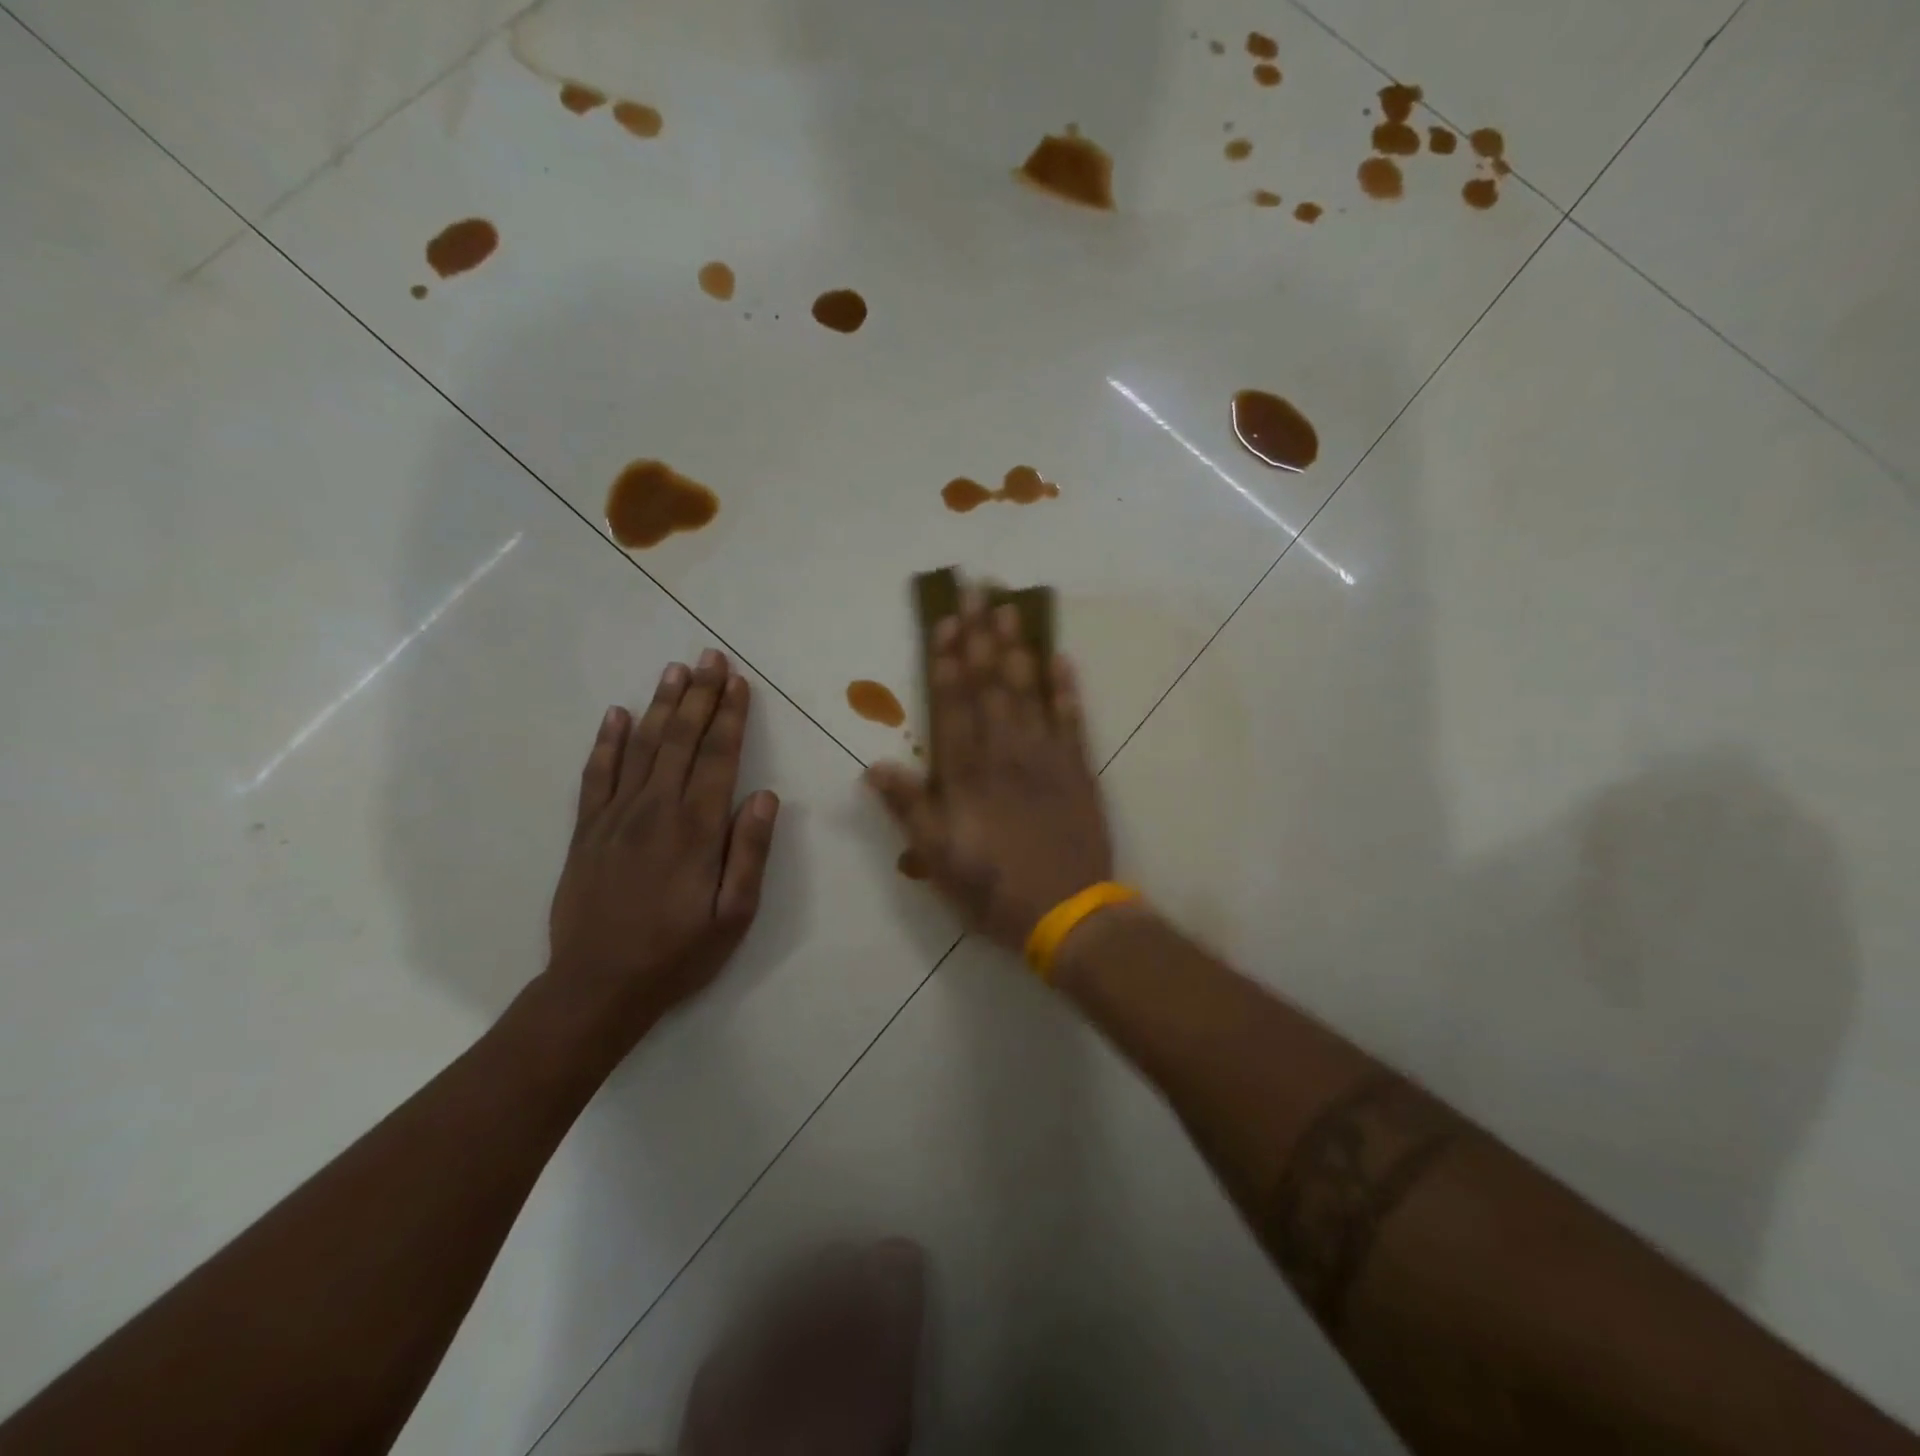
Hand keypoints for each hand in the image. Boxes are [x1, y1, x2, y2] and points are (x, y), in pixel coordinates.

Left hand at [546, 650, 779, 1050]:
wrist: (597, 986)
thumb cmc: (678, 953)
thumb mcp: (733, 915)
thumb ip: (749, 852)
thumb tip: (765, 796)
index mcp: (696, 828)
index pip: (718, 757)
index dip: (730, 717)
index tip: (739, 682)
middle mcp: (655, 810)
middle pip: (681, 740)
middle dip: (700, 696)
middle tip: (710, 658)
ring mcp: (615, 817)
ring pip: (641, 747)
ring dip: (660, 706)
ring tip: (675, 671)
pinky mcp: (586, 830)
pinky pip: (597, 774)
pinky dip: (607, 741)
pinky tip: (617, 715)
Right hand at [865, 586, 1112, 952]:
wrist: (1069, 913)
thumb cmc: (994, 889)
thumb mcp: (938, 859)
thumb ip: (909, 809)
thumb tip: (875, 765)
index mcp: (968, 773)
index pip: (954, 704)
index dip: (948, 661)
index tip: (946, 622)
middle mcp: (1006, 752)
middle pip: (990, 684)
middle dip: (981, 635)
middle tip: (977, 590)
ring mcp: (1047, 756)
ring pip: (1029, 691)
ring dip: (1019, 648)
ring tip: (1010, 608)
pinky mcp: (1079, 769)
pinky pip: (1073, 719)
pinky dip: (1067, 688)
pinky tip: (1061, 658)